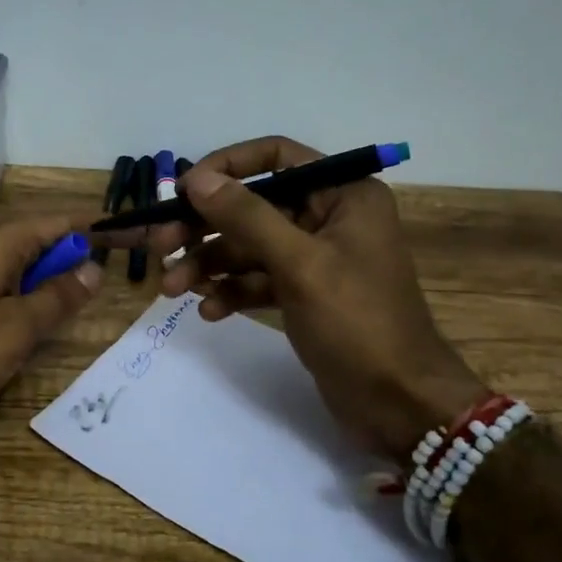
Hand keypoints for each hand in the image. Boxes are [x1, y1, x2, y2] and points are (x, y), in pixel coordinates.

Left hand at [0, 215, 103, 440]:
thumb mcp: (17, 328)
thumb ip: (58, 296)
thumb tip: (94, 268)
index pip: (60, 221)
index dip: (98, 227)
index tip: (137, 236)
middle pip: (44, 241)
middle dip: (81, 253)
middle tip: (124, 272)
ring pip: (26, 267)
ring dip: (58, 278)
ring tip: (94, 295)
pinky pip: (9, 288)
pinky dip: (34, 297)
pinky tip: (48, 318)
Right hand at [143, 136, 485, 460]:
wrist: (400, 404)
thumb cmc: (357, 323)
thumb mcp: (300, 264)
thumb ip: (246, 217)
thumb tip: (195, 178)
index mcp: (343, 194)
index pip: (276, 156)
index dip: (226, 167)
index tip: (182, 190)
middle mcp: (329, 217)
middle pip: (253, 207)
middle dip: (205, 228)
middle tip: (160, 247)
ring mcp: (317, 258)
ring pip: (250, 247)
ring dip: (210, 265)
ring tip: (172, 289)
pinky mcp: (306, 294)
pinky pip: (259, 280)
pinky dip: (232, 291)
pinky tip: (209, 311)